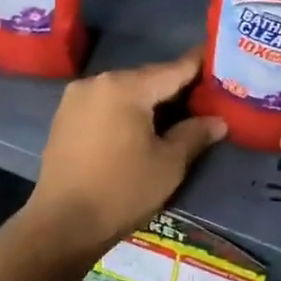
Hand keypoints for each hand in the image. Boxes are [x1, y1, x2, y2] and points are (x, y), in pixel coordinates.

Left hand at [25, 50, 225, 252]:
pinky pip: (103, 105)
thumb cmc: (122, 191)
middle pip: (145, 78)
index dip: (198, 65)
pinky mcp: (63, 117)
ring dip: (147, 100)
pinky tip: (139, 127)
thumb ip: (194, 135)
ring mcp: (75, 98)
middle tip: (203, 96)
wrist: (62, 224)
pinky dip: (124, 111)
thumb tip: (218, 121)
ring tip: (175, 114)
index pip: (172, 70)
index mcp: (125, 87)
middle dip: (173, 87)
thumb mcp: (168, 164)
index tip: (217, 56)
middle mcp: (97, 82)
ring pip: (123, 91)